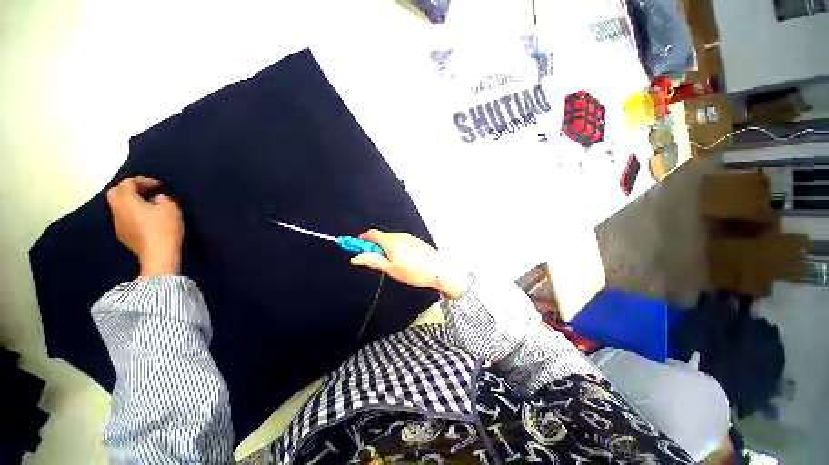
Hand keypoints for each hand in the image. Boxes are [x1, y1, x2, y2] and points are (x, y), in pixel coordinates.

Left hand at [106, 176, 183, 276]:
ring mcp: (118, 224)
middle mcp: (117, 210)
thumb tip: (155, 199)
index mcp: (127, 201)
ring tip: (147, 205)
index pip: (128, 183)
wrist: (158, 255)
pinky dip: (132, 214)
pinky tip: (146, 220)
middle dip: (129, 189)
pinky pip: (124, 218)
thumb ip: (162, 199)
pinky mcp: (123, 235)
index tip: (158, 185)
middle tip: (146, 191)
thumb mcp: (171, 208)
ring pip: (118, 206)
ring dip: (130, 202)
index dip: (142, 180)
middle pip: (114, 193)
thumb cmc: (164, 228)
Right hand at [350, 229, 471, 297]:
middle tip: (370, 259)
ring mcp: (408, 238)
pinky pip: (399, 241)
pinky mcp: (415, 242)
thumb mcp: (390, 268)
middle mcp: (399, 236)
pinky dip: (393, 247)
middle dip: (372, 246)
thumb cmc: (415, 271)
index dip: (360, 240)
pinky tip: (399, 260)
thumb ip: (373, 260)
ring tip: (387, 263)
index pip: (370, 234)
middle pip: (380, 236)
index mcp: (390, 240)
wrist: (438, 270)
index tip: (354, 247)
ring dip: (383, 247)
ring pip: (390, 239)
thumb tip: (357, 258)